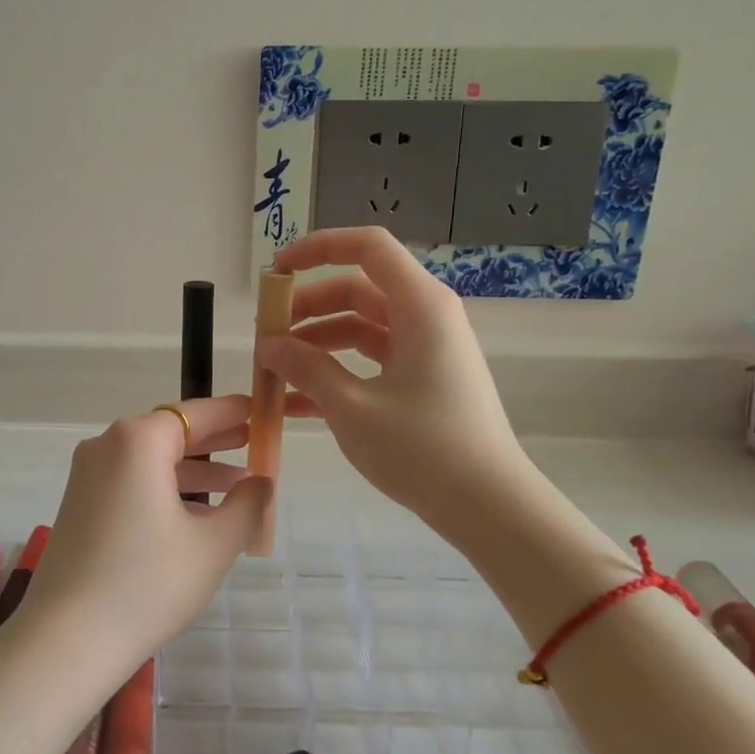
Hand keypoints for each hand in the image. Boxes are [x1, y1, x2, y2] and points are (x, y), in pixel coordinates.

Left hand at [21, 395, 270, 676]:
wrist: (67, 640)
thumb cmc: (148, 583)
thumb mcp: (212, 544)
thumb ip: (246, 505)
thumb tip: (261, 482)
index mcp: (137, 441)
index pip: (195, 413)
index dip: (233, 412)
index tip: (263, 411)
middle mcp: (106, 445)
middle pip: (170, 432)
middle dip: (215, 440)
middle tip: (256, 443)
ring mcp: (87, 475)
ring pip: (151, 460)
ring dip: (194, 470)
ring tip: (239, 485)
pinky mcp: (80, 503)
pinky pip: (132, 481)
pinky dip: (166, 489)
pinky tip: (197, 514)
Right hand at [260, 227, 535, 526]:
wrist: (488, 506)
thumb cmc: (422, 448)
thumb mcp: (352, 407)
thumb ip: (306, 368)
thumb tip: (269, 345)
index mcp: (419, 305)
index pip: (367, 247)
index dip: (319, 247)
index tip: (277, 272)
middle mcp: (425, 317)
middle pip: (357, 290)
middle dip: (307, 309)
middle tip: (266, 336)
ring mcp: (425, 350)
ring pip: (359, 328)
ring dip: (315, 345)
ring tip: (273, 373)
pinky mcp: (423, 380)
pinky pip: (371, 361)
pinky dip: (336, 372)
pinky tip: (295, 404)